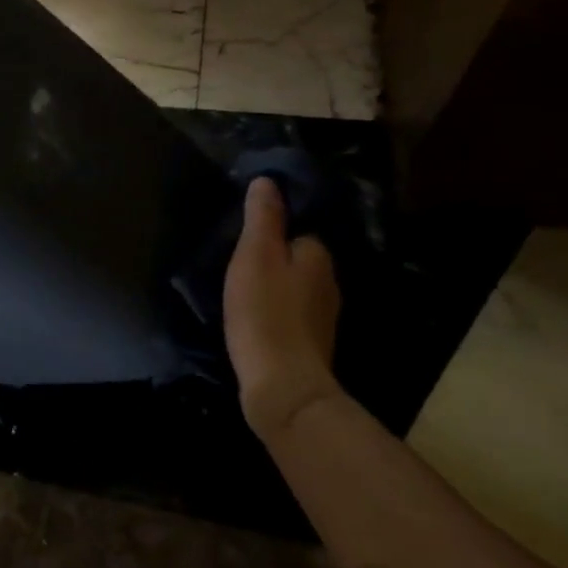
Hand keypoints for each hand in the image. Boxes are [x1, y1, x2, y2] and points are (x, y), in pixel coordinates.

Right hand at [224, 177, 342, 441]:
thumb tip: (268, 181)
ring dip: (274, 286)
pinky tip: (254, 318)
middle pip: (299, 259)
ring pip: (296, 288)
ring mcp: (323, 318)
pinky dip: (275, 311)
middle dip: (275, 258)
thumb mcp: (255, 254)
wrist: (283, 386)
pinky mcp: (311, 344)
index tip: (247, 235)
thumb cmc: (265, 311)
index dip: (274, 230)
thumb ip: (263, 217)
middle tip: (239, 261)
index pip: (300, 230)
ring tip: (242, 288)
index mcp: (318, 257)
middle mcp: (329, 284)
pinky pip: (291, 314)